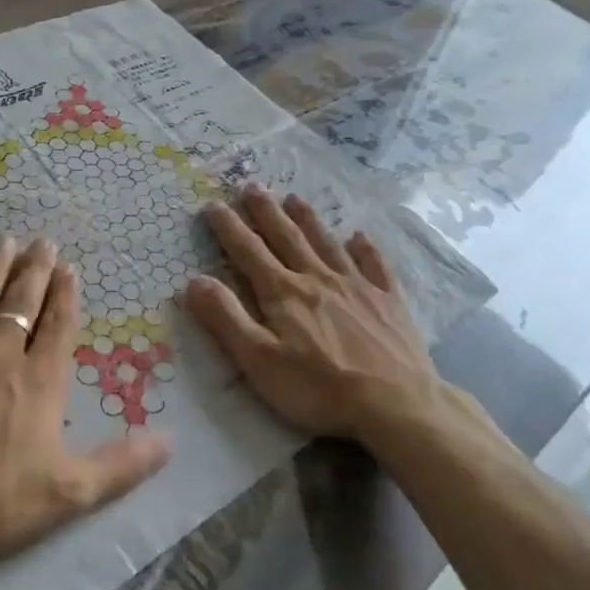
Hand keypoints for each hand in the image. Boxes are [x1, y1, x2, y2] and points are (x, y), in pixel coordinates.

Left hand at [0, 237, 170, 589]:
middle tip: (42, 241)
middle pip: (21, 303)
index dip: (66, 296)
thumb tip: (170, 440)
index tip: (70, 268)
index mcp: (39, 381)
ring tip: (3, 241)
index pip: (58, 327)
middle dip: (35, 271)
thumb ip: (122, 465)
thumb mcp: (69, 492)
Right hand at [183, 188, 474, 451]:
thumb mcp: (258, 360)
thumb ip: (226, 318)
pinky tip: (360, 236)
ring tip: (295, 198)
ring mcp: (357, 287)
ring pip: (326, 244)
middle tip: (252, 186)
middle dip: (266, 211)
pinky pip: (375, 265)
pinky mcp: (388, 302)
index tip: (212, 204)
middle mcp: (318, 279)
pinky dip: (366, 248)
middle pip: (286, 237)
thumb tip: (194, 280)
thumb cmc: (318, 388)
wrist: (395, 403)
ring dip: (308, 220)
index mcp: (283, 293)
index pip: (248, 251)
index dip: (228, 227)